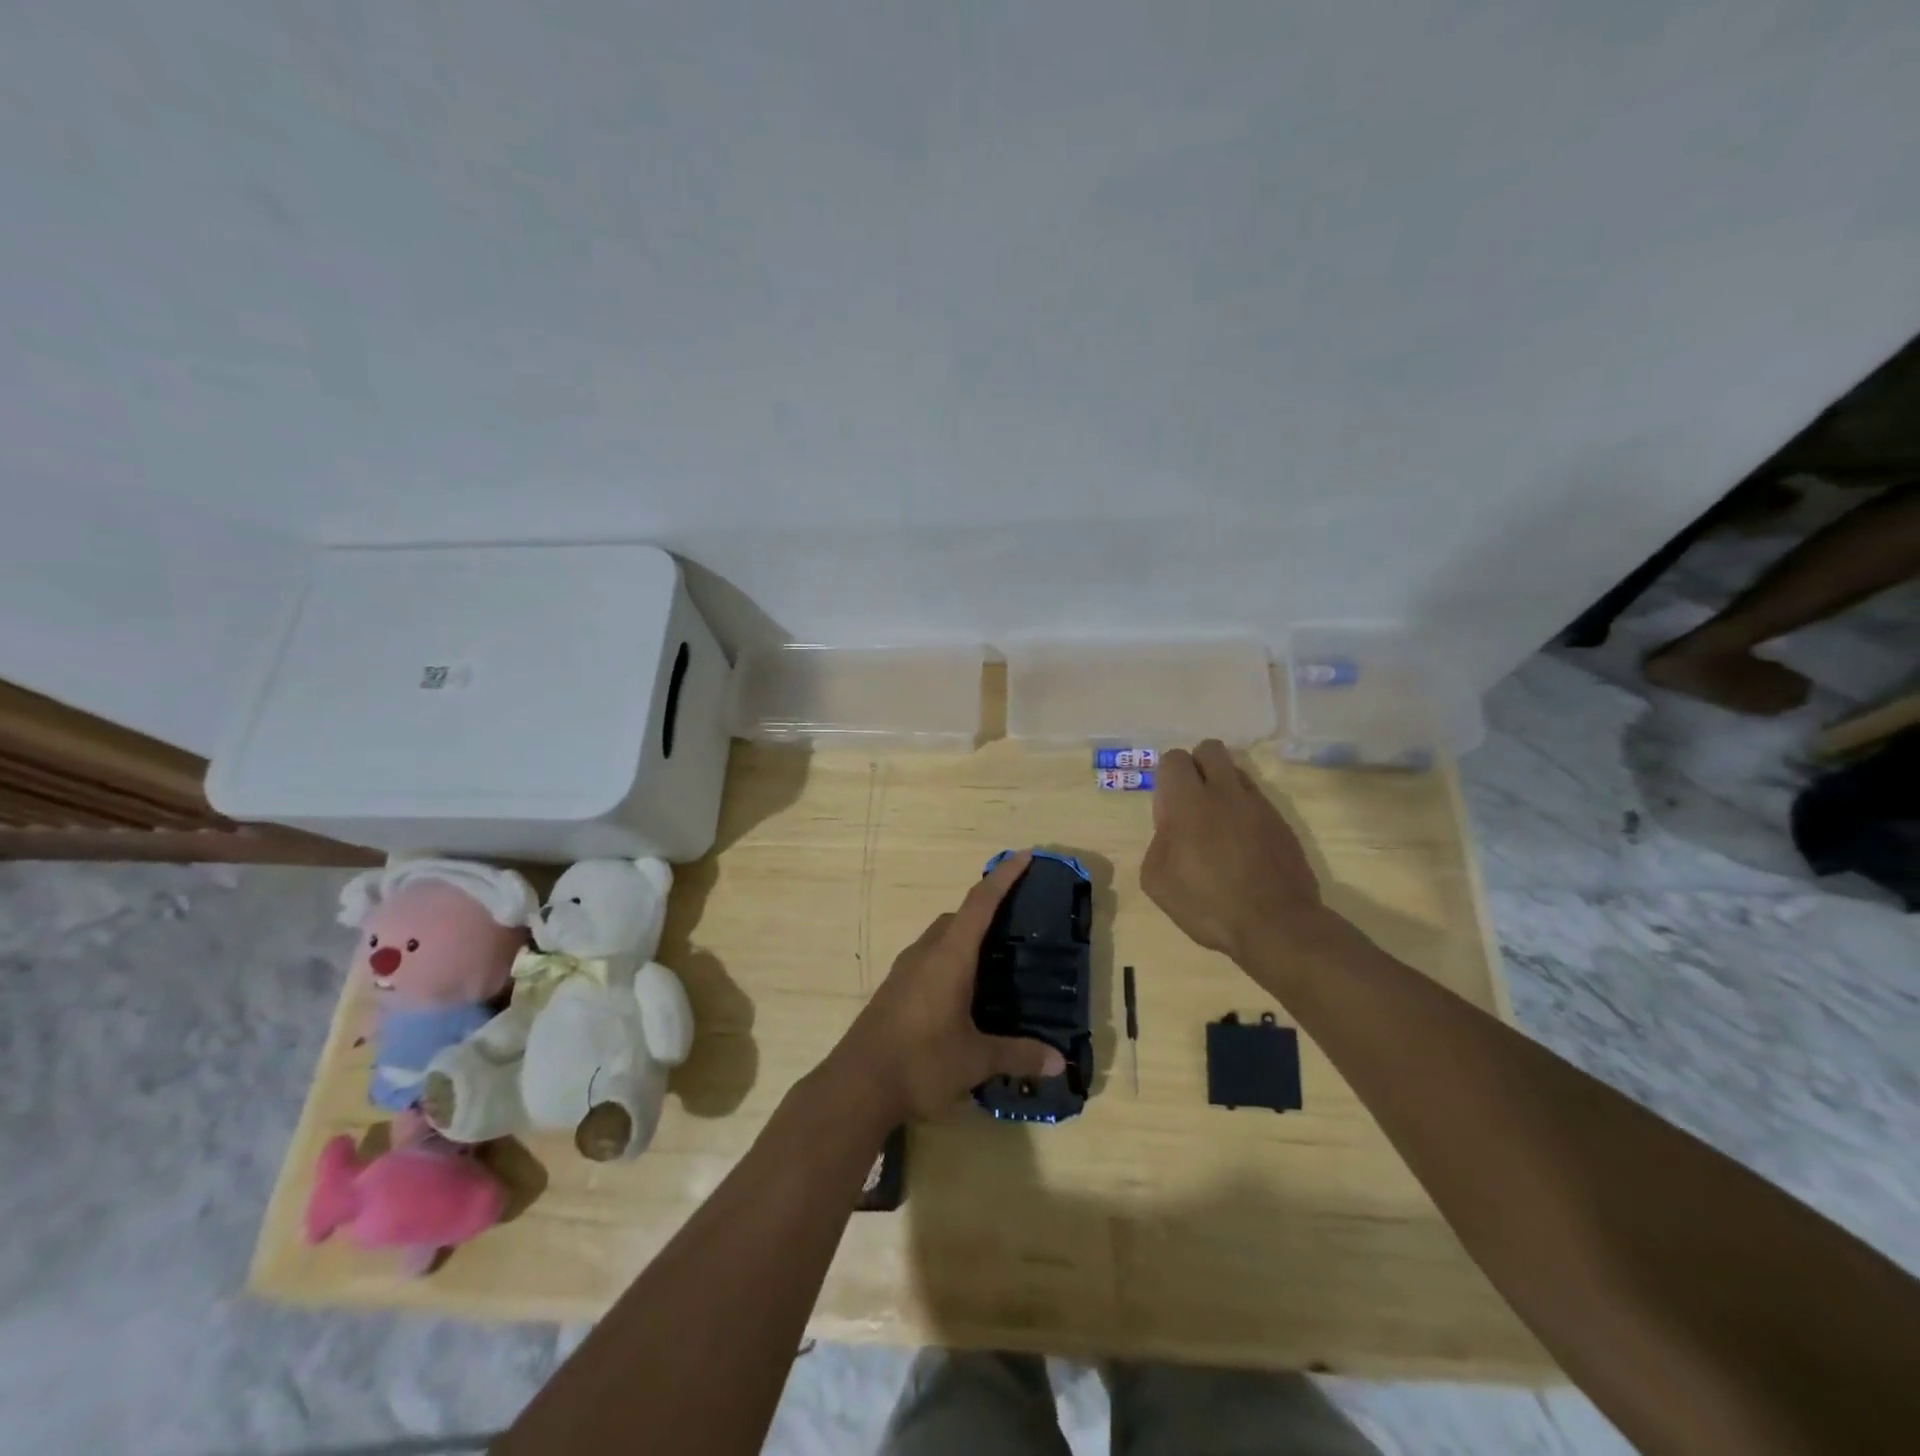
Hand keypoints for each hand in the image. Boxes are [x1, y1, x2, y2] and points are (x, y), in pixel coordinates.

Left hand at [832, 850, 1064, 1122]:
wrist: (856, 1086)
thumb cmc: (920, 1063)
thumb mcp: (974, 1060)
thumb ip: (1017, 1055)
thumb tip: (1059, 1062)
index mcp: (949, 957)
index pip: (980, 904)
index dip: (1003, 877)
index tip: (1024, 856)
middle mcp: (925, 953)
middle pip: (958, 917)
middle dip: (986, 909)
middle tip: (1017, 920)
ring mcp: (904, 971)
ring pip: (940, 938)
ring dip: (965, 937)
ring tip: (995, 957)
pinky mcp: (894, 990)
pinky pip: (928, 958)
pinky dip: (950, 959)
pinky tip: (963, 990)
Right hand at [1141, 740, 1328, 963]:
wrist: (1276, 925)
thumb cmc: (1207, 903)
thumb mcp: (1157, 879)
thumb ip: (1159, 841)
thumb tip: (1172, 831)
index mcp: (1189, 801)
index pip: (1174, 759)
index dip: (1167, 778)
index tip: (1168, 810)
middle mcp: (1226, 792)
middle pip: (1210, 749)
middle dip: (1197, 766)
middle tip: (1192, 803)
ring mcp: (1259, 806)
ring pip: (1236, 773)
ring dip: (1223, 789)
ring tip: (1219, 828)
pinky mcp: (1282, 824)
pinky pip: (1257, 802)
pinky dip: (1245, 814)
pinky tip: (1243, 849)